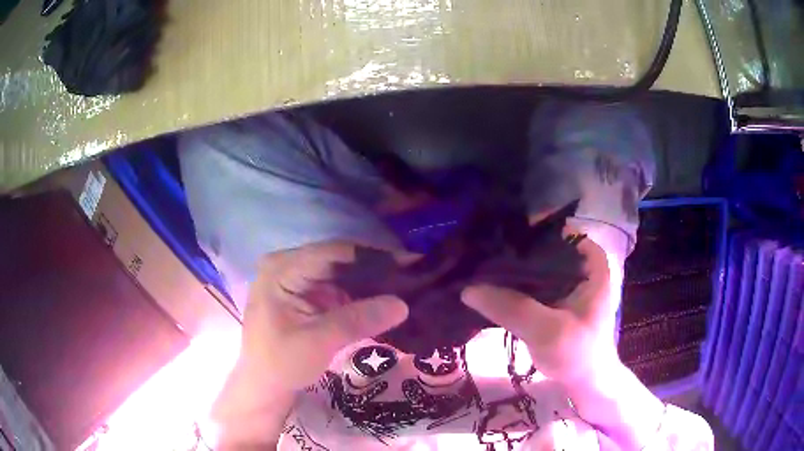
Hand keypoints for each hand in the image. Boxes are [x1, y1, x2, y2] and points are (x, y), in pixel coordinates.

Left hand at [213, 241, 408, 439]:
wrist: (265, 385)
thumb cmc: (282, 363)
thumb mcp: (319, 342)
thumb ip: (358, 320)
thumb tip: (403, 303)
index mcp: (282, 269)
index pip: (334, 253)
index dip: (373, 256)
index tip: (409, 263)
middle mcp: (287, 265)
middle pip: (338, 260)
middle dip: (374, 270)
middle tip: (412, 276)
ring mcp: (294, 279)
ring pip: (340, 273)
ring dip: (369, 282)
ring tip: (405, 287)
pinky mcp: (303, 293)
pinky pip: (336, 287)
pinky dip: (358, 295)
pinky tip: (381, 300)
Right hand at [461, 237, 617, 383]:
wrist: (584, 382)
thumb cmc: (579, 354)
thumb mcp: (549, 331)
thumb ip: (513, 309)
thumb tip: (468, 288)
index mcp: (589, 259)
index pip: (552, 229)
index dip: (522, 230)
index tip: (490, 238)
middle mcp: (577, 261)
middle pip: (538, 244)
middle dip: (508, 249)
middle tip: (474, 254)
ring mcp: (564, 278)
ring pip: (530, 263)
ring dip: (506, 268)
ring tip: (473, 266)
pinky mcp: (550, 295)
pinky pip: (526, 280)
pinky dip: (507, 283)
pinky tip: (483, 284)